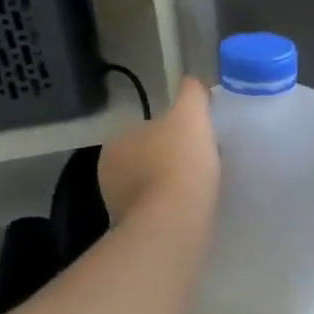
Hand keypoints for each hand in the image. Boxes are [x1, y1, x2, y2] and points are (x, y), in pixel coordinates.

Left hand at [98, 77, 219, 224]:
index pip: (148, 130)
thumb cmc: (180, 163)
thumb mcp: (191, 115)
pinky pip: (157, 214)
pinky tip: (193, 212)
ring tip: (202, 191)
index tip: (199, 140)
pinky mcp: (133, 232)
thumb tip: (193, 81)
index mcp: (117, 141)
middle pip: (149, 159)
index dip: (175, 133)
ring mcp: (119, 206)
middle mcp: (109, 172)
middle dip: (171, 161)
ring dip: (171, 188)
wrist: (175, 223)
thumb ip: (192, 94)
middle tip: (204, 165)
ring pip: (152, 188)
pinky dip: (172, 211)